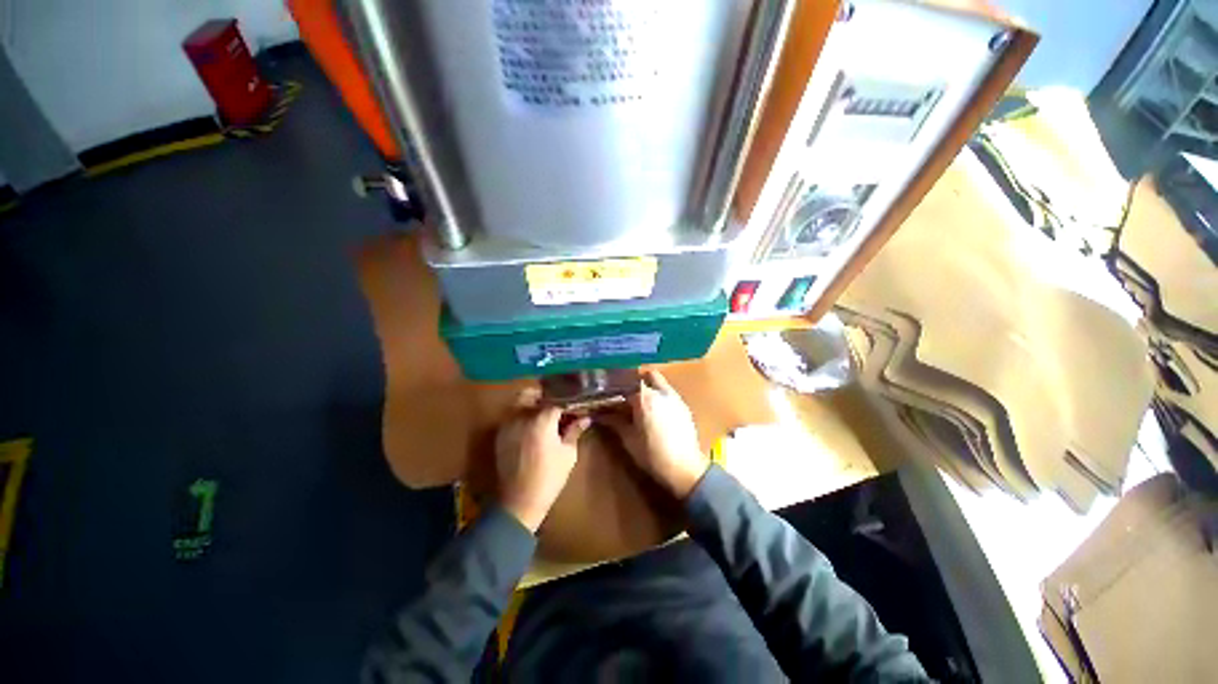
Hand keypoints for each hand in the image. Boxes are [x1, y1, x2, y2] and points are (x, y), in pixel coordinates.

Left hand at [495, 390, 590, 532]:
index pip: (557, 402)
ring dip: (532, 405)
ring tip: (544, 416)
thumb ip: (574, 431)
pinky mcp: (500, 435)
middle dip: (545, 397)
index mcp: (542, 419)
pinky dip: (522, 417)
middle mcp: (522, 416)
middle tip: (556, 407)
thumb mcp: (568, 453)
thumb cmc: (550, 477)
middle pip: (532, 394)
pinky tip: (532, 429)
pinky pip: (512, 417)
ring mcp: (508, 425)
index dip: (567, 404)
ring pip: (519, 404)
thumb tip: (585, 418)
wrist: (520, 502)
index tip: (575, 408)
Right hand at [600, 370, 709, 498]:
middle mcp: (660, 391)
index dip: (616, 386)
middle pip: (646, 374)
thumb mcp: (628, 438)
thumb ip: (613, 422)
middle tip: (625, 393)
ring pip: (659, 381)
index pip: (626, 382)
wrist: (684, 468)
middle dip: (635, 380)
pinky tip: (654, 411)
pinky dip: (659, 395)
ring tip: (639, 402)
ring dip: (648, 386)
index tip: (609, 391)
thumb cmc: (652, 454)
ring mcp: (674, 397)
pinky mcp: (683, 405)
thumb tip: (597, 414)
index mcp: (644, 397)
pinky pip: (668, 392)